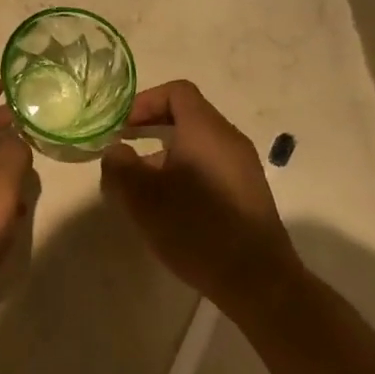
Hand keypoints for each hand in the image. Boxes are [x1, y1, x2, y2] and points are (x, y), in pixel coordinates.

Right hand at [100, 81, 303, 316]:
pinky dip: (186, 172)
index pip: (176, 92)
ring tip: (143, 187)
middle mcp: (229, 139)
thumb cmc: (195, 228)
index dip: (145, 102)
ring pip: (198, 144)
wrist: (258, 281)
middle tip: (126, 152)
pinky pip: (212, 166)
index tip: (123, 127)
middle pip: (188, 116)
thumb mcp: (142, 197)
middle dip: (152, 129)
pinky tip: (171, 207)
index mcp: (205, 130)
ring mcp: (243, 167)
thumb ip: (120, 166)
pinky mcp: (249, 193)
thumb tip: (117, 151)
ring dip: (166, 155)